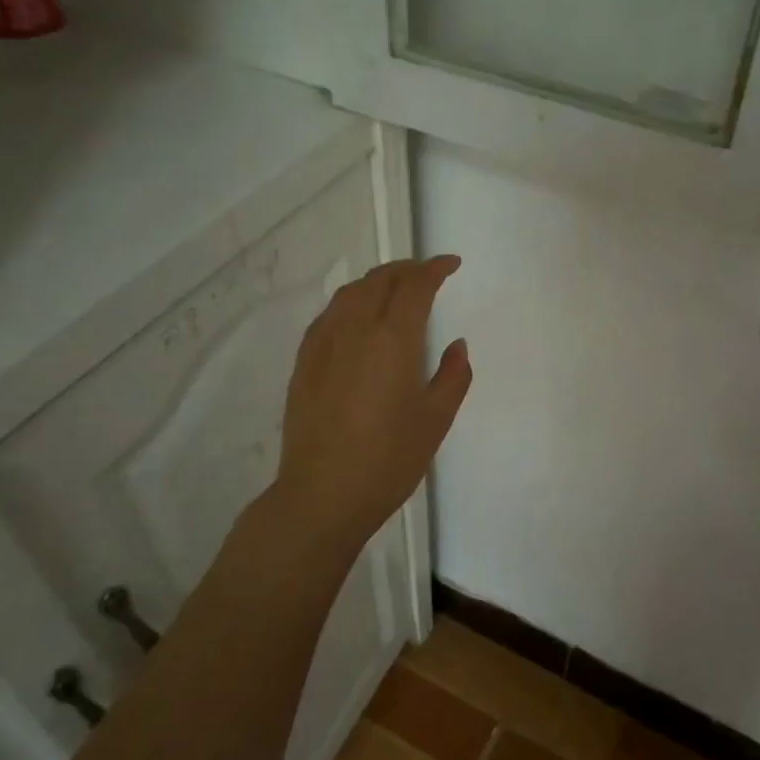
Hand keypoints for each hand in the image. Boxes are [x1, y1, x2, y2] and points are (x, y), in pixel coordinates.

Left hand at [272, 255, 471, 551]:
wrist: (323, 495)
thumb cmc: (389, 459)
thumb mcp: (436, 420)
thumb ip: (452, 376)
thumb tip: (456, 345)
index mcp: (392, 339)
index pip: (414, 285)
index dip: (434, 268)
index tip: (451, 264)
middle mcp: (354, 329)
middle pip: (379, 280)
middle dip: (406, 269)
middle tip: (427, 274)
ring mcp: (323, 343)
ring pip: (350, 293)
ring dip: (376, 281)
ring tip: (394, 290)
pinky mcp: (304, 362)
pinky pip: (330, 315)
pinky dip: (350, 302)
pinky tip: (357, 319)